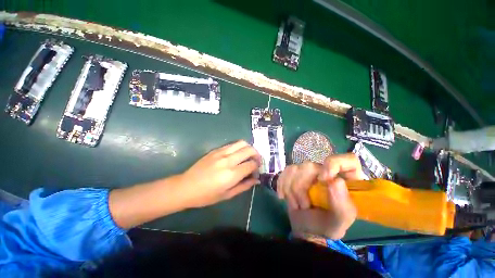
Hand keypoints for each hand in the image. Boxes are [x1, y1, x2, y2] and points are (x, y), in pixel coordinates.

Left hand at [179, 140, 260, 207]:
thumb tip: (257, 179)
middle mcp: (228, 160)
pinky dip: (239, 147)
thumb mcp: (227, 195)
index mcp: (231, 175)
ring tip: (248, 155)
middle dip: (257, 154)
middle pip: (249, 150)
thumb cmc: (206, 195)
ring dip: (249, 148)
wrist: (186, 186)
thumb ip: (244, 186)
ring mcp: (221, 153)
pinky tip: (237, 154)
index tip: (257, 170)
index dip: (257, 167)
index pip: (251, 164)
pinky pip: (232, 144)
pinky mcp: (215, 150)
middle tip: (256, 161)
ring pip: (241, 143)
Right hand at [277, 153, 364, 238]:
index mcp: (346, 180)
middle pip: (310, 166)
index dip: (334, 164)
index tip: (323, 179)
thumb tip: (336, 181)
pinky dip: (282, 185)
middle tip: (304, 205)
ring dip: (291, 190)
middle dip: (301, 188)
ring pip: (294, 169)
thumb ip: (342, 204)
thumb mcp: (340, 220)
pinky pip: (285, 172)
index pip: (347, 160)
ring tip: (297, 204)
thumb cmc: (327, 224)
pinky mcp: (295, 172)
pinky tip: (283, 196)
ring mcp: (309, 170)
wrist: (306, 227)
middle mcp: (327, 170)